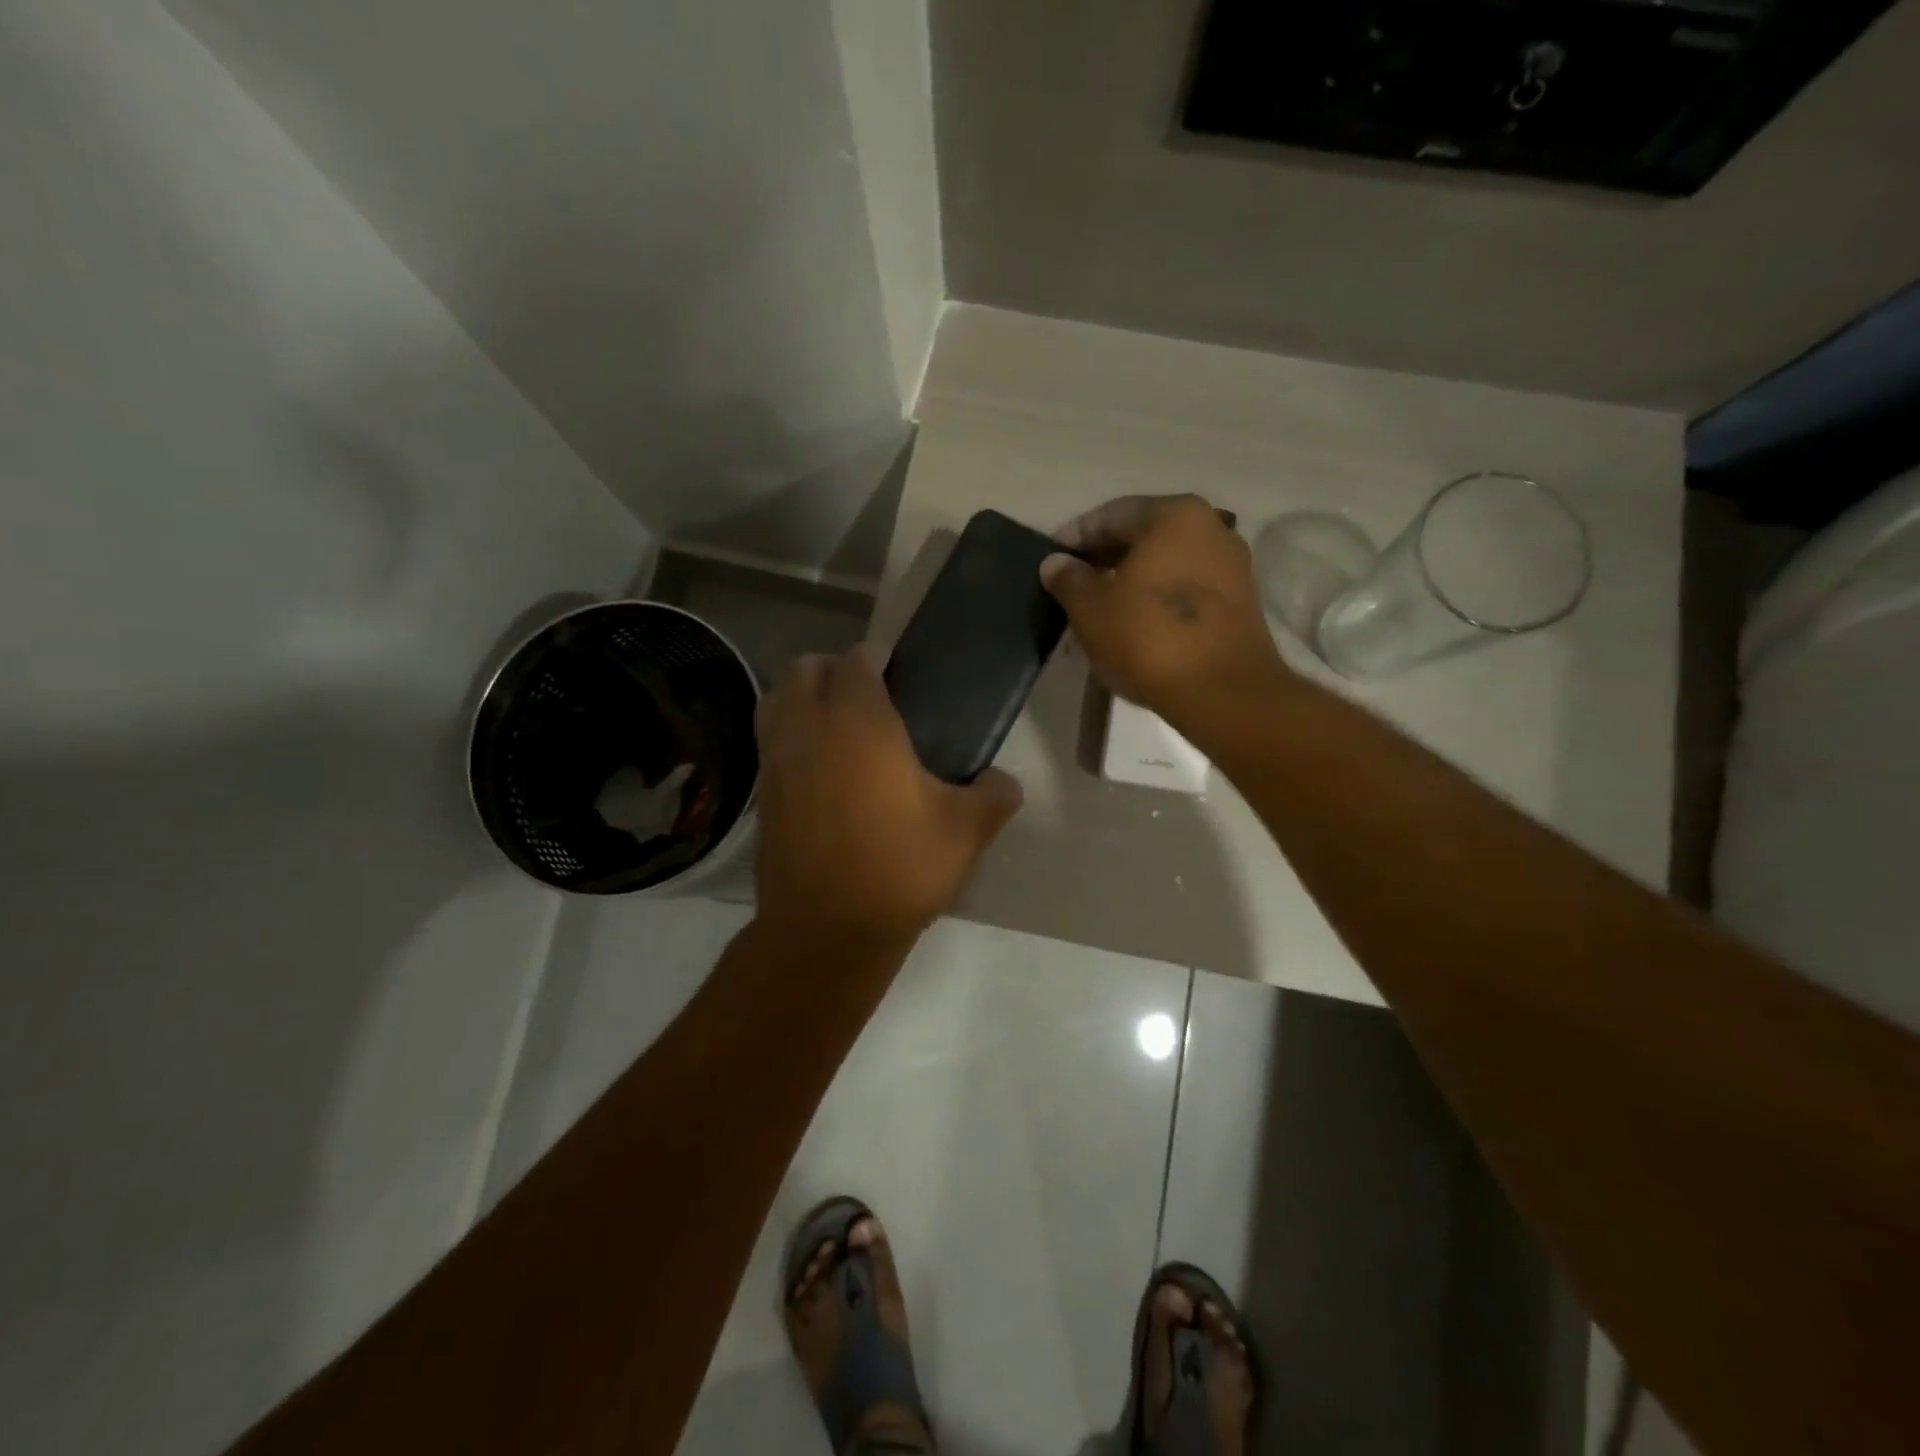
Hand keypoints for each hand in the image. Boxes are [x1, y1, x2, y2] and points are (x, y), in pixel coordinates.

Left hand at [753, 646, 1022, 943]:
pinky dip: (788, 733)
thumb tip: (1005, 782)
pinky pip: (769, 739)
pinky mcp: (762, 791)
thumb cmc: (900, 868)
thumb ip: (994, 795)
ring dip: (802, 697)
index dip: (879, 659)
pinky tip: (819, 766)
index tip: (901, 676)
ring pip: (776, 698)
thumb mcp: (967, 832)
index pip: (858, 659)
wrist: (828, 930)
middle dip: (834, 669)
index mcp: (859, 721)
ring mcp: (776, 758)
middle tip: (869, 698)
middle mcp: (808, 727)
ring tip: (837, 725)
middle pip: (806, 668)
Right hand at [1040, 495, 1290, 727]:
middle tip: (1070, 586)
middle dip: (1102, 560)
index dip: (1074, 537)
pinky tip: (1132, 624)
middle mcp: (1210, 527)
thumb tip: (1055, 563)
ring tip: (1097, 609)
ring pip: (1163, 564)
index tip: (1050, 561)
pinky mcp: (1238, 601)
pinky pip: (1184, 589)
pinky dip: (1155, 599)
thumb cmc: (1149, 638)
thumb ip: (1068, 579)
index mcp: (1174, 515)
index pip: (1110, 515)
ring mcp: (1230, 565)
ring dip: (1128, 581)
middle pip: (1141, 536)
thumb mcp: (1091, 609)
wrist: (1223, 693)